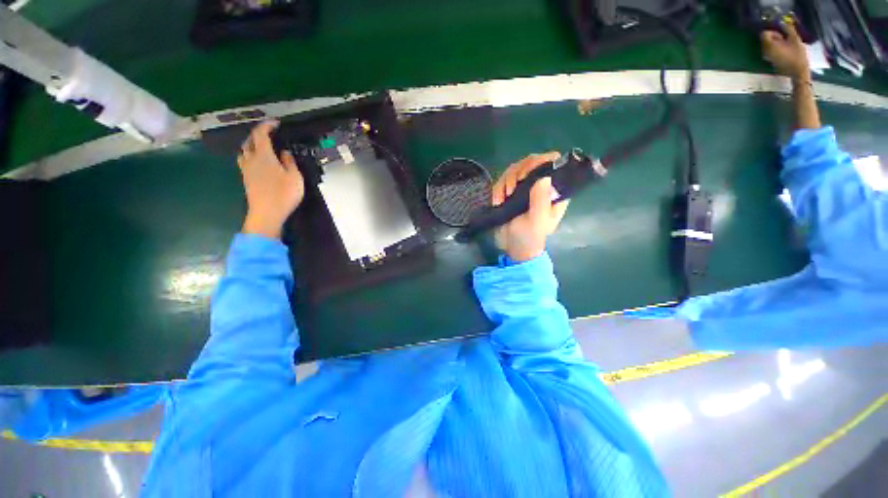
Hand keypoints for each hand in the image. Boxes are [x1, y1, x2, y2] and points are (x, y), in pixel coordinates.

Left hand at [238, 121, 304, 238]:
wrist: (266, 213)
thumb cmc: (283, 194)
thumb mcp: (295, 177)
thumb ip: (289, 162)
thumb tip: (284, 153)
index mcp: (263, 155)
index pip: (261, 134)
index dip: (267, 126)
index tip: (276, 123)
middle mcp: (251, 159)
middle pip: (249, 140)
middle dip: (258, 134)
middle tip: (269, 135)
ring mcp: (246, 169)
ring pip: (244, 150)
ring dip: (252, 145)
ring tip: (262, 147)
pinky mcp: (245, 178)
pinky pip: (244, 160)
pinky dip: (250, 155)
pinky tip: (258, 162)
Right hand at [492, 152, 568, 261]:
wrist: (512, 247)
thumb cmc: (529, 237)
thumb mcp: (537, 221)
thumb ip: (541, 200)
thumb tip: (545, 176)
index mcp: (553, 191)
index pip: (553, 163)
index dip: (540, 162)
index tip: (525, 175)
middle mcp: (540, 185)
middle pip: (530, 161)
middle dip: (517, 172)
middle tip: (511, 189)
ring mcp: (524, 187)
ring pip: (514, 169)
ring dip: (505, 181)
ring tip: (503, 198)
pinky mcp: (510, 191)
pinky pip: (502, 180)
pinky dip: (497, 189)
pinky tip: (498, 202)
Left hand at [761, 24, 808, 81]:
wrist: (798, 71)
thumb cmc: (798, 55)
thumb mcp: (795, 39)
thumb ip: (789, 29)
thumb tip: (784, 22)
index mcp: (769, 46)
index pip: (764, 34)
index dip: (773, 32)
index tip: (781, 36)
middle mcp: (765, 51)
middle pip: (765, 39)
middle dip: (775, 37)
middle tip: (785, 41)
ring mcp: (766, 57)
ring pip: (768, 44)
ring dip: (776, 42)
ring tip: (786, 46)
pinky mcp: (770, 60)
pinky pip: (770, 50)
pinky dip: (776, 48)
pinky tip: (785, 51)